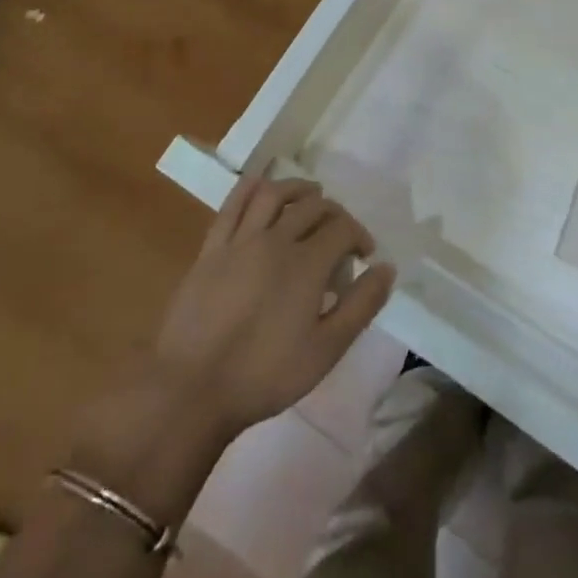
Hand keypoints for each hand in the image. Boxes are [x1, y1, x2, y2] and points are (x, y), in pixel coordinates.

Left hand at [150, 175, 395, 441]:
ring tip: (309, 196)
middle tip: (340, 234)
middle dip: (334, 214)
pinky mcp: (211, 249)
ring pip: (274, 194)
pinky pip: (232, 205)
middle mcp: (276, 240)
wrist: (191, 390)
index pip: (343, 228)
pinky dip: (251, 188)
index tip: (363, 256)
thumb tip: (386, 268)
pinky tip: (261, 187)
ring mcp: (240, 241)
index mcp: (307, 263)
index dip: (359, 236)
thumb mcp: (326, 350)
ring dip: (297, 189)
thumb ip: (361, 305)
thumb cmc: (264, 375)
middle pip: (313, 207)